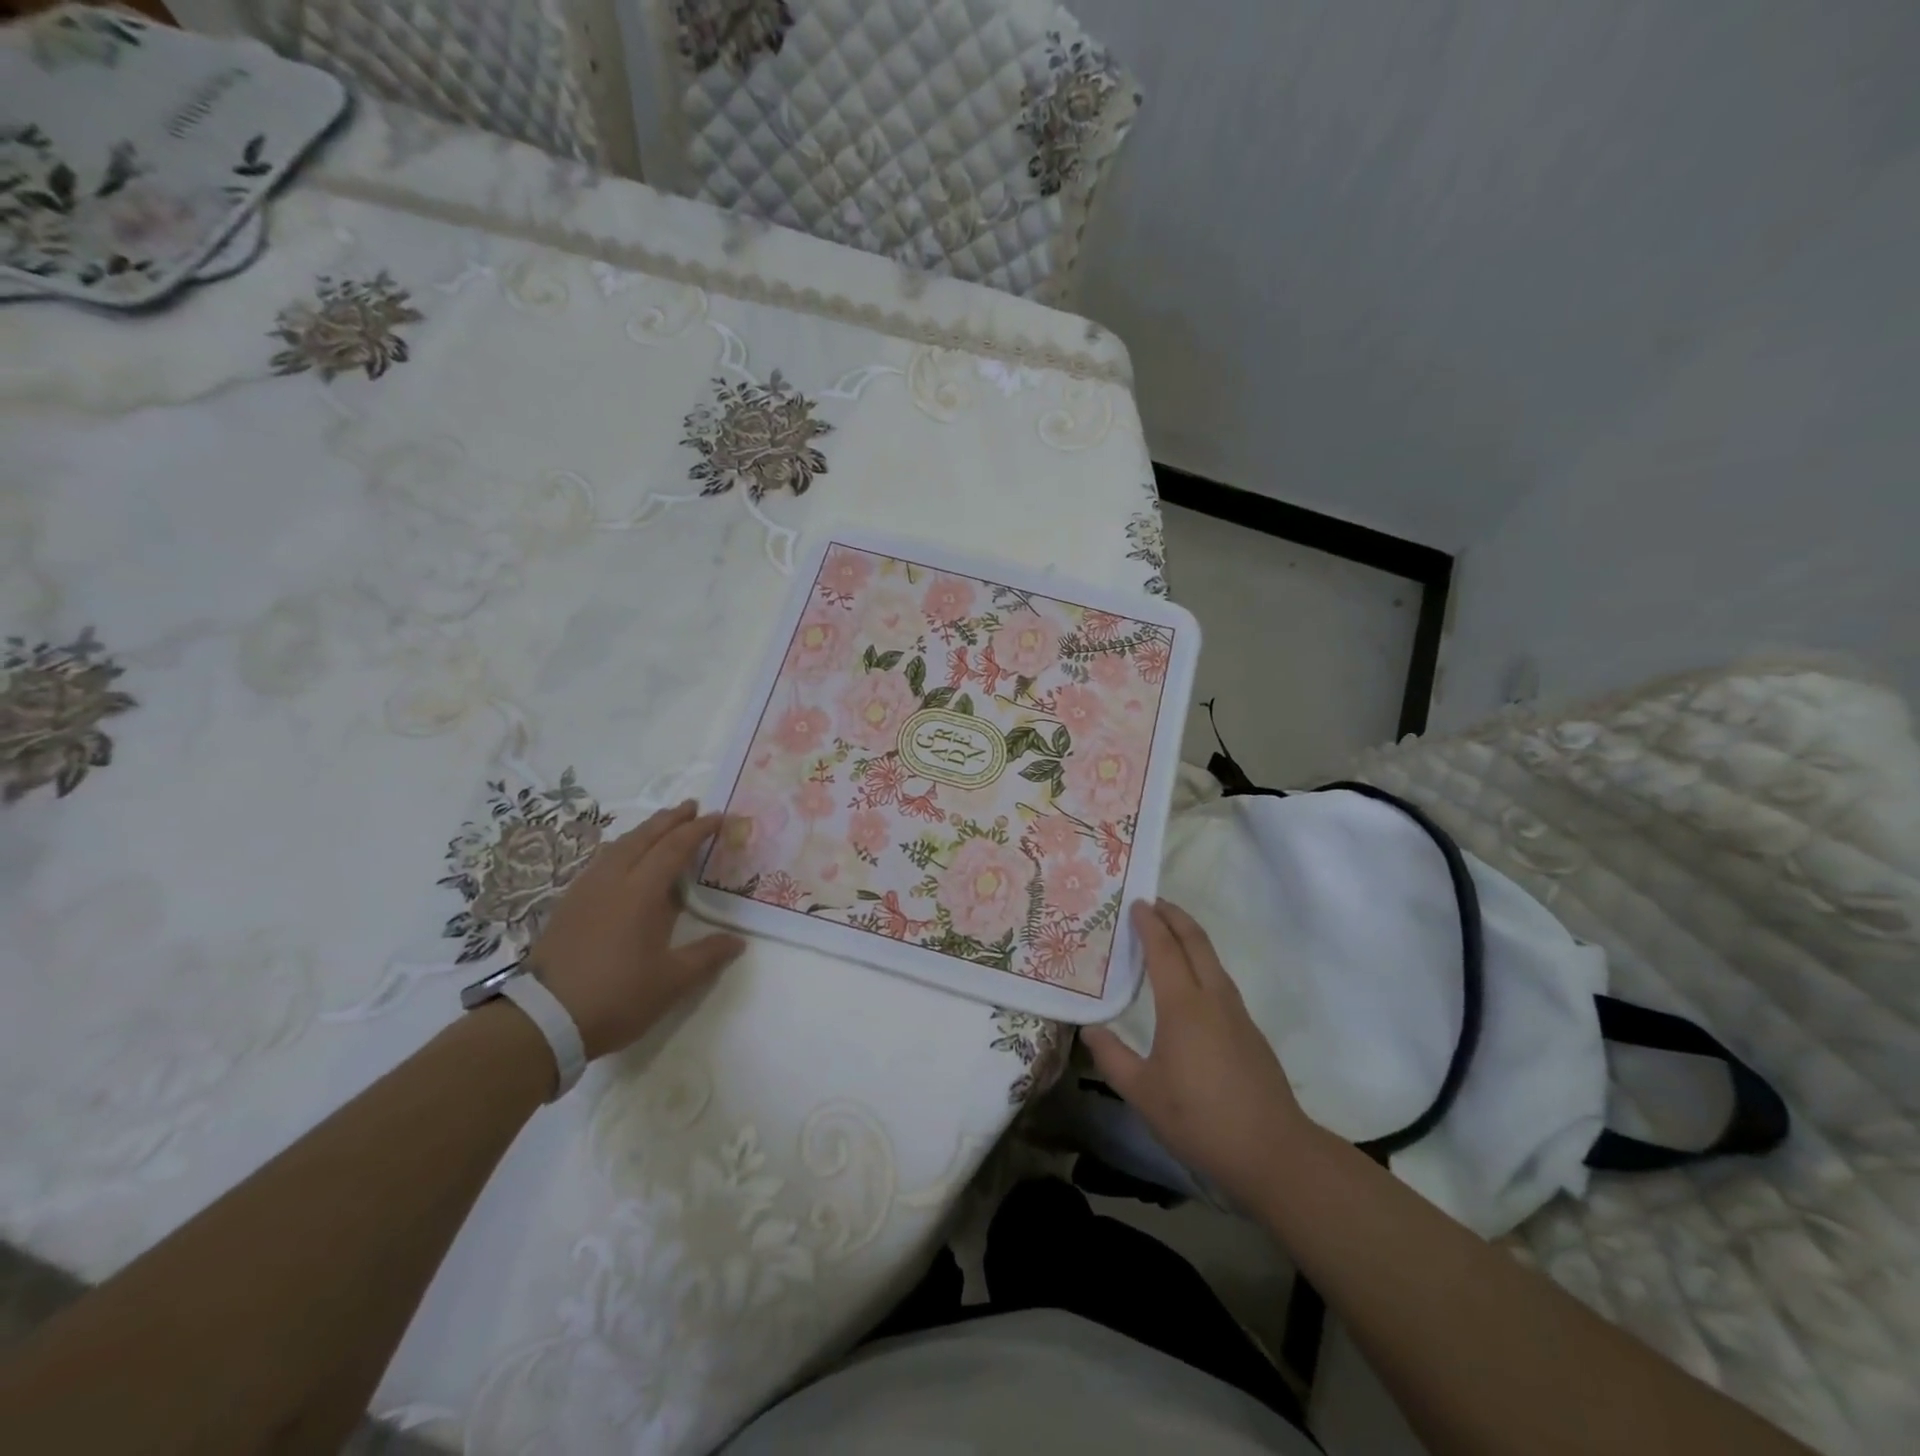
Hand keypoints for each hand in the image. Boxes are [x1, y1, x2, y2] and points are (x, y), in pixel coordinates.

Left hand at [529, 800, 744, 1058]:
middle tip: (691, 806)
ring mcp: (585, 891)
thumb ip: (707, 955)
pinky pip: (601, 862)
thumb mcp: (672, 982)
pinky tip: (624, 861)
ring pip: (618, 846)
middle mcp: (612, 881)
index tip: (720, 817)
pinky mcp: (568, 905)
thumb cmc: (616, 997)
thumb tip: (738, 941)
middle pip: (643, 837)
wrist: (543, 1020)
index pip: (674, 848)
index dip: (698, 830)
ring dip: (644, 831)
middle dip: (669, 819)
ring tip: (661, 827)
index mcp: (641, 892)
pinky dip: (622, 849)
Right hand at [1083, 900, 1311, 1206]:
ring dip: (1191, 938)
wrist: (1274, 1153)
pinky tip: (1191, 984)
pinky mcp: (1250, 1032)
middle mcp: (1213, 998)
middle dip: (1175, 916)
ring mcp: (1237, 1014)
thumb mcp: (1142, 1093)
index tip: (1136, 902)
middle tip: (1154, 902)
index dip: (1149, 923)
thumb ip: (1112, 1058)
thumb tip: (1089, 1031)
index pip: (1164, 949)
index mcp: (1183, 1006)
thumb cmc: (1200, 1119)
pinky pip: (1220, 981)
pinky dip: (1202, 963)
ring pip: (1212, 960)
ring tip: (1169, 934)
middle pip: (1196, 942)